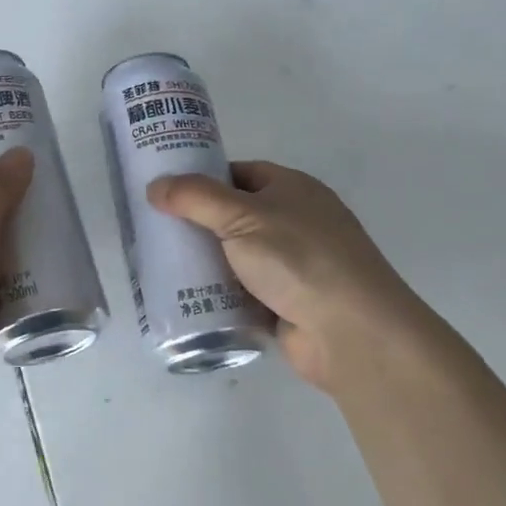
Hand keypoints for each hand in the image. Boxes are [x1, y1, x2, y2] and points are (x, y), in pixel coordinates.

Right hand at [147, 161, 441, 392]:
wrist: (352, 333)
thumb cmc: (299, 257)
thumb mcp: (241, 216)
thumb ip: (195, 198)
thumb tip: (155, 187)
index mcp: (292, 189)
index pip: (239, 173)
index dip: (203, 177)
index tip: (165, 190)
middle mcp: (295, 222)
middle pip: (234, 215)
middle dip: (197, 223)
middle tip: (153, 229)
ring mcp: (293, 265)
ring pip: (236, 256)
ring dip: (204, 261)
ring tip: (158, 264)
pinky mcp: (286, 303)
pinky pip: (242, 292)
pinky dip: (218, 294)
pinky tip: (184, 297)